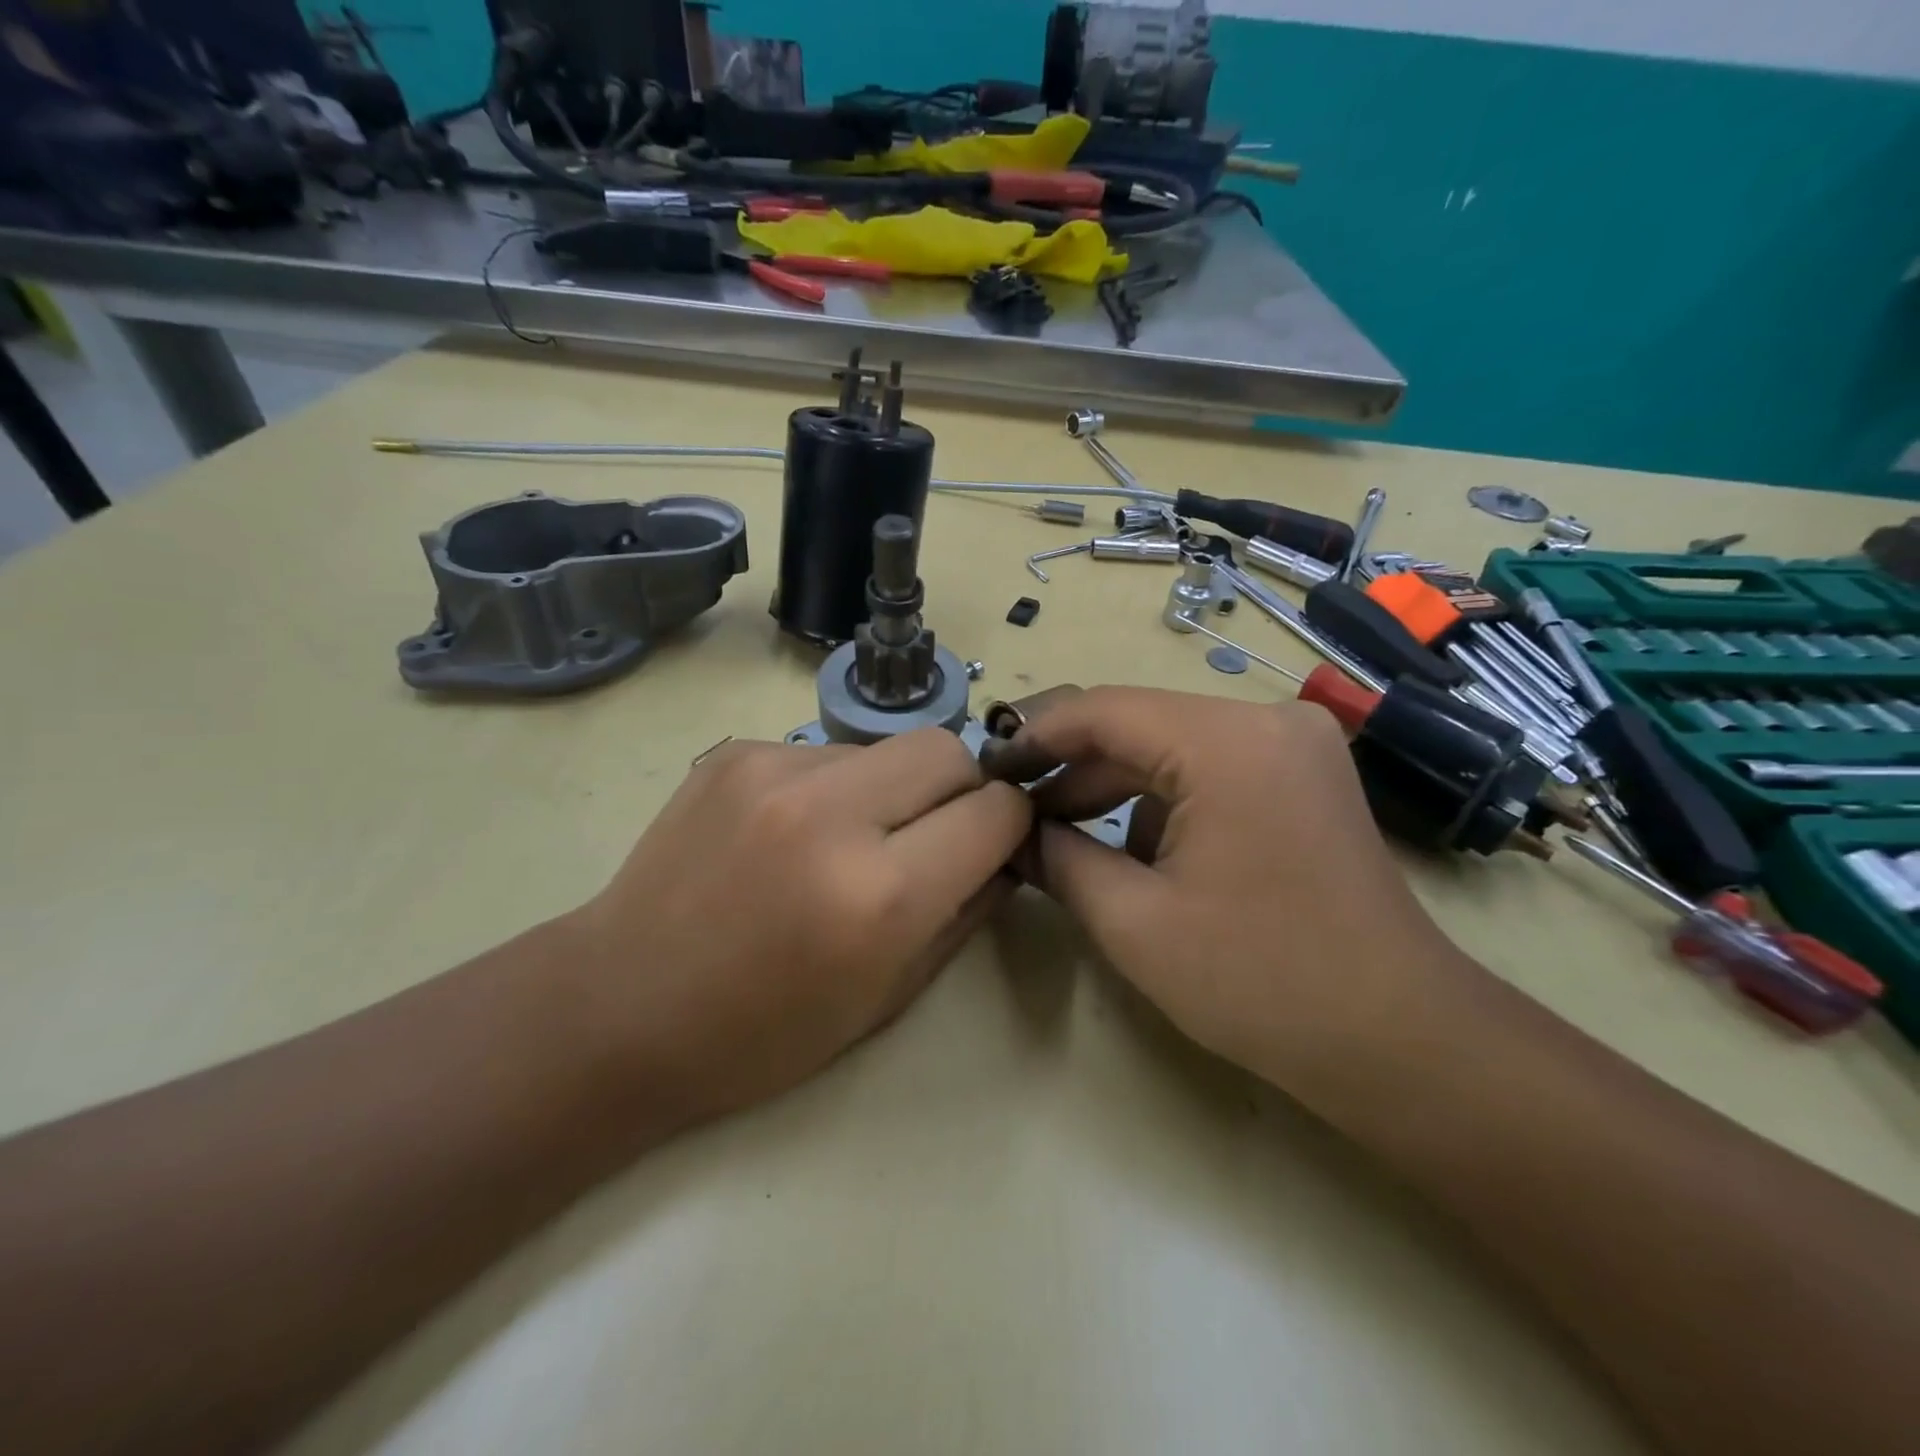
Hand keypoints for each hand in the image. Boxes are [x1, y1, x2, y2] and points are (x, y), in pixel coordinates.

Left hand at [561, 729, 1030, 1125]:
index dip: (1008, 827)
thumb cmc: (762, 1032)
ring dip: (892, 788)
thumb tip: (1002, 853)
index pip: (995, 811)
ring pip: (886, 748)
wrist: (619, 1006)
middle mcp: (831, 813)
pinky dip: (834, 787)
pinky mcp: (735, 752)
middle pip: (948, 750)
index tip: (991, 846)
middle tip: (931, 835)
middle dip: (960, 790)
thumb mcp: (888, 997)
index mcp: (879, 895)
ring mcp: (774, 769)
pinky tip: (793, 834)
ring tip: (849, 839)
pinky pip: (826, 753)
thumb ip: (963, 912)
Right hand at [1013, 687, 1475, 1093]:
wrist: (1396, 1038)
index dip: (1036, 737)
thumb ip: (1058, 859)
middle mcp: (1265, 720)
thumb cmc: (1258, 980)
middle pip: (1139, 725)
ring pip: (1172, 747)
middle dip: (1072, 770)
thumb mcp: (1133, 921)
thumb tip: (1014, 831)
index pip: (1103, 710)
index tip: (989, 771)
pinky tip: (1134, 851)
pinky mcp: (1303, 775)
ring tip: (1060, 835)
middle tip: (1016, 811)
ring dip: (1114, 788)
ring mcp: (1293, 745)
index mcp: (1226, 742)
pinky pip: (1209, 767)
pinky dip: (1161, 800)